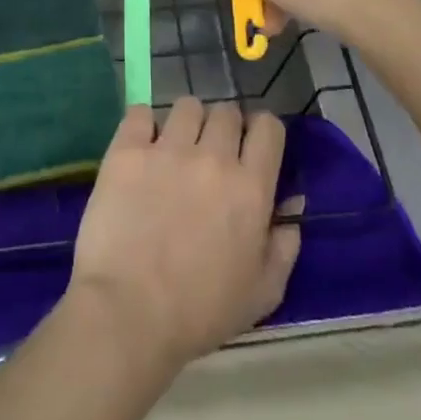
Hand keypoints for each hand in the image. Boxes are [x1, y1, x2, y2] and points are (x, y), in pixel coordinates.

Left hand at [67, 99, 300, 372]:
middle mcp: (212, 158)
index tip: (251, 147)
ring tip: (174, 149)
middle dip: (223, 127)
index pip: (268, 127)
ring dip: (186, 123)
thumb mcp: (262, 293)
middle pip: (226, 111)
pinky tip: (140, 147)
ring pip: (186, 106)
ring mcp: (167, 150)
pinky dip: (142, 124)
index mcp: (251, 188)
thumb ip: (284, 244)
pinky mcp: (126, 151)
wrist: (129, 313)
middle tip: (210, 154)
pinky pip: (139, 112)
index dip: (262, 131)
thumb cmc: (200, 312)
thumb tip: (293, 203)